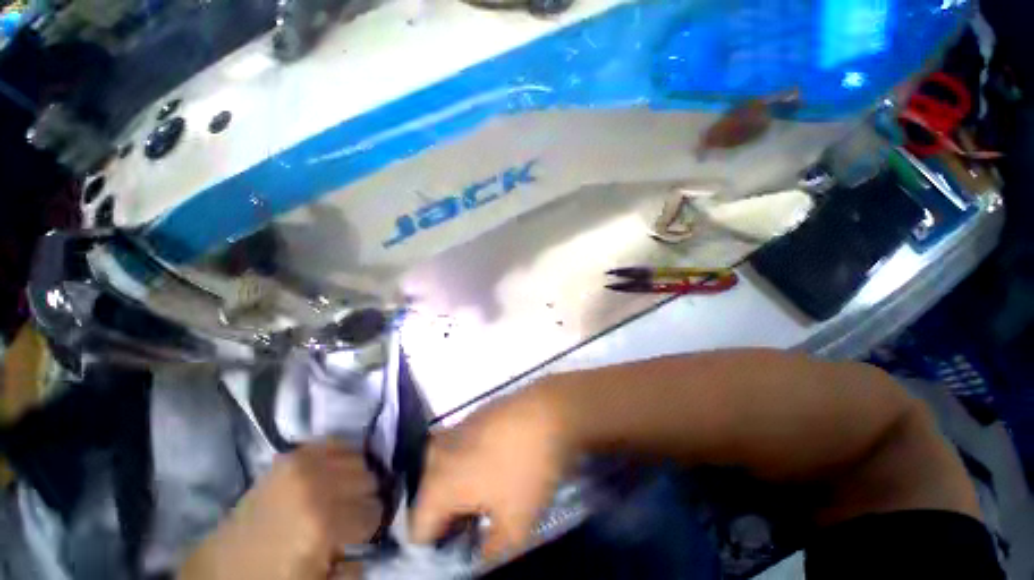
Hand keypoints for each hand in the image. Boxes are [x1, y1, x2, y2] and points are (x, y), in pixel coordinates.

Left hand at [178, 441, 382, 579]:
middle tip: (351, 515)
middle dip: (365, 499)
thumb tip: (369, 544)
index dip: (371, 525)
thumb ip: (354, 567)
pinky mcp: (292, 455)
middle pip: (369, 480)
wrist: (224, 567)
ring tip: (342, 495)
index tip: (361, 533)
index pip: (374, 510)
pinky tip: (334, 474)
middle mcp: (316, 486)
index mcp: (323, 524)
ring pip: (359, 459)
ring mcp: (302, 465)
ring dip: (356, 477)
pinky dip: (344, 455)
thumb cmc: (273, 579)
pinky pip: (337, 442)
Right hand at [411, 384, 575, 561]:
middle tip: (479, 520)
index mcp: (437, 483)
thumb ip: (490, 553)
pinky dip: (471, 461)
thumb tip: (481, 554)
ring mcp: (455, 428)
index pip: (418, 530)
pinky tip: (499, 461)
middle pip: (430, 498)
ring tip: (491, 492)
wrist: (550, 410)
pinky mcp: (473, 414)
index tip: (465, 546)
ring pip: (445, 470)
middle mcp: (437, 453)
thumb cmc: (528, 468)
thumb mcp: (515, 526)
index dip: (438, 547)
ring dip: (461, 487)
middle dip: (450, 515)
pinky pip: (460, 448)